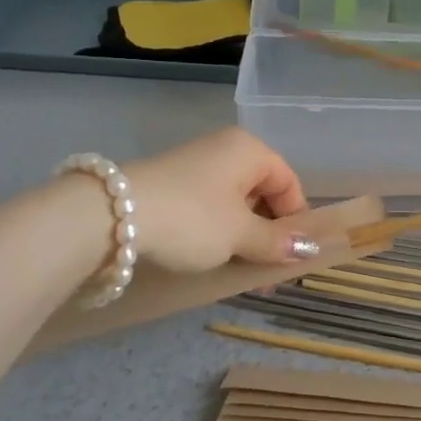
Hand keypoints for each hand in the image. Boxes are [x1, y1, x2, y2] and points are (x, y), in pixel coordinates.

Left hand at [122, 128, 316, 271]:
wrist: (111, 216)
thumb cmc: (191, 219)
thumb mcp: (239, 234)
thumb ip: (276, 242)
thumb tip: (308, 249)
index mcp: (249, 150)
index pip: (289, 183)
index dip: (296, 221)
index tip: (289, 259)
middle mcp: (225, 148)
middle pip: (262, 191)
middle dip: (267, 233)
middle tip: (263, 272)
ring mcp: (195, 164)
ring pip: (234, 201)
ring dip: (241, 235)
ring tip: (235, 269)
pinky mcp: (170, 182)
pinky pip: (208, 205)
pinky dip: (215, 230)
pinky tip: (208, 256)